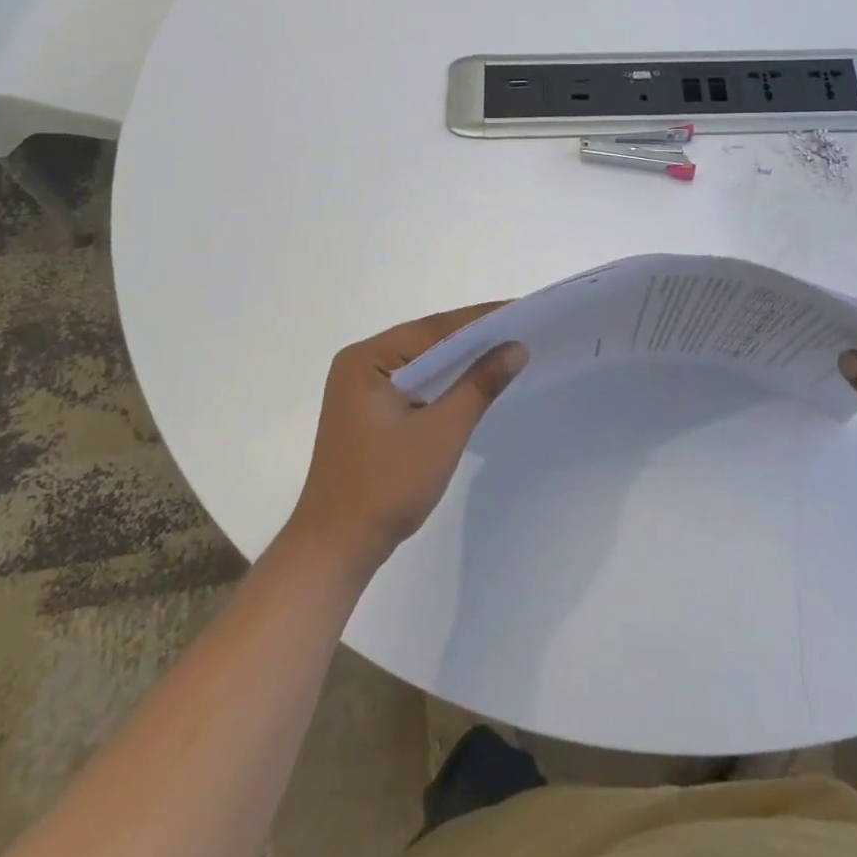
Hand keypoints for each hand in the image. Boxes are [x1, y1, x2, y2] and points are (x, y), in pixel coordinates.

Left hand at [288, 305, 527, 571]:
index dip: (480, 319)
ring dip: (459, 359)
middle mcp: (358, 364)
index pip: (433, 328)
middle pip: (425, 340)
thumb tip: (516, 348)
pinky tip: (472, 380)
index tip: (520, 309)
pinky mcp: (367, 411)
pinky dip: (443, 380)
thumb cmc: (387, 486)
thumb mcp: (442, 432)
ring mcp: (359, 388)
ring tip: (506, 348)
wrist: (337, 548)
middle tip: (520, 326)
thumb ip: (479, 385)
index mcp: (366, 359)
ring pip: (420, 361)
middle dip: (472, 336)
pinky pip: (413, 381)